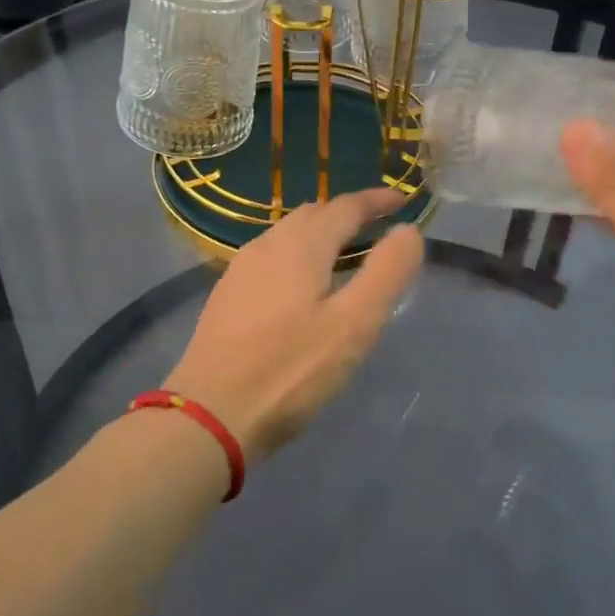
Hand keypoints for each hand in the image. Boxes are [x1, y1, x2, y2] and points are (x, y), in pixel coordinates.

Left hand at [166, 188, 423, 461]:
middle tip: (377, 230)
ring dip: (321, 235)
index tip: (402, 200)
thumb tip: (407, 231)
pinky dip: (298, 256)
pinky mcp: (227, 296)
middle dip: (348, 215)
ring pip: (288, 235)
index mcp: (300, 245)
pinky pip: (271, 258)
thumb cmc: (289, 371)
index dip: (376, 200)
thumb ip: (386, 273)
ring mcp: (241, 269)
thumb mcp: (353, 325)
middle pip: (313, 215)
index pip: (345, 206)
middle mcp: (267, 245)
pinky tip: (303, 288)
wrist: (207, 415)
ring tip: (345, 257)